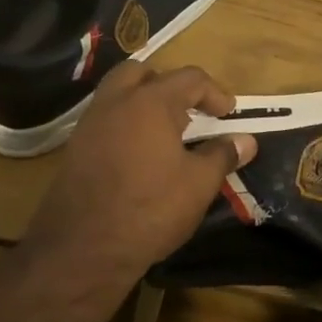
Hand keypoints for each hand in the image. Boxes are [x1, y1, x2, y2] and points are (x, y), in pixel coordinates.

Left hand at [21, 63, 255, 311]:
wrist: (83, 248)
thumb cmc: (150, 209)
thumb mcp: (199, 184)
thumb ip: (223, 155)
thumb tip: (246, 141)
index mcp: (150, 102)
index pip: (189, 78)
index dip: (215, 93)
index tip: (228, 115)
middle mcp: (115, 102)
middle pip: (143, 72)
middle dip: (170, 85)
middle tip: (189, 111)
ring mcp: (89, 124)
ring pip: (118, 94)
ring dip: (143, 102)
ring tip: (165, 133)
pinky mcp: (75, 148)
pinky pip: (105, 120)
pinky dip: (125, 124)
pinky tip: (140, 155)